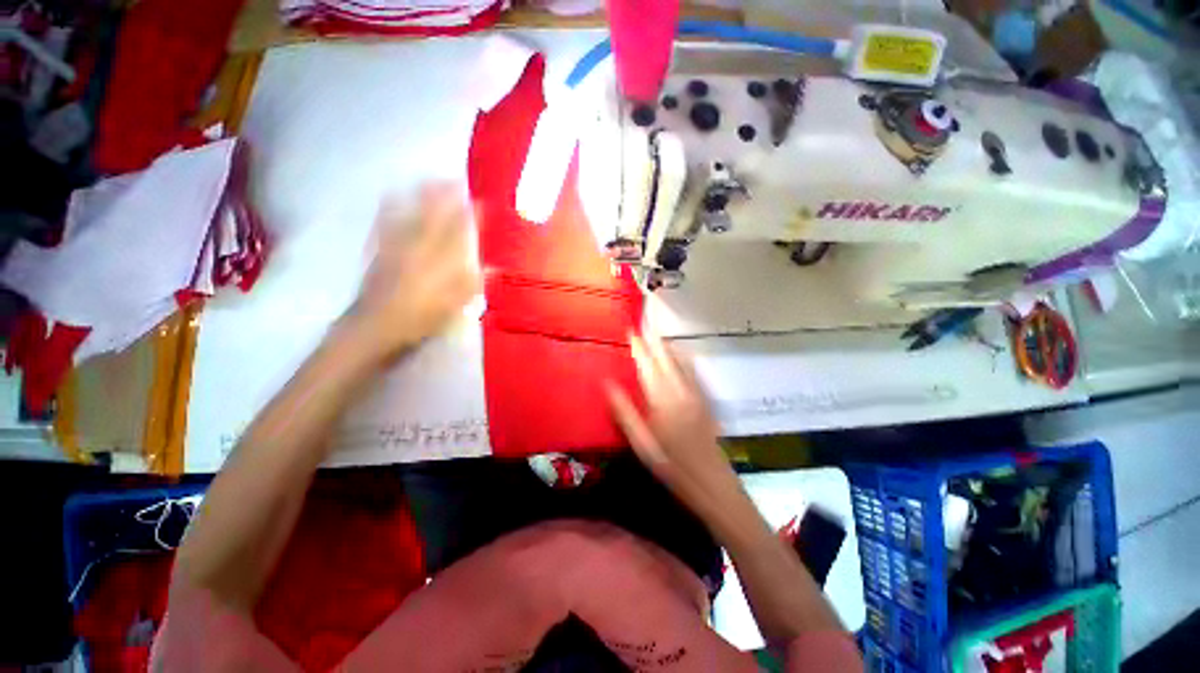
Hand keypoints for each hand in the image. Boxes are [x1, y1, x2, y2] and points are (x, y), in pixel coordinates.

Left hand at [347, 183, 480, 362]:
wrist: (377, 325)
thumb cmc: (421, 318)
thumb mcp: (454, 305)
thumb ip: (473, 284)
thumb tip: (494, 268)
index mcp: (440, 261)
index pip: (459, 231)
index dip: (470, 215)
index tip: (480, 201)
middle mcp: (419, 247)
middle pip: (433, 214)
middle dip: (444, 194)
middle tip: (454, 178)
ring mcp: (396, 245)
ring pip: (408, 212)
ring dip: (418, 193)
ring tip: (426, 177)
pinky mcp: (379, 249)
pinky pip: (384, 221)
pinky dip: (390, 206)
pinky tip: (392, 196)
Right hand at [605, 332, 739, 514]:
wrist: (713, 484)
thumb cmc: (673, 467)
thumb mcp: (642, 445)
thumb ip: (625, 412)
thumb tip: (606, 384)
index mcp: (663, 400)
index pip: (648, 365)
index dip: (639, 347)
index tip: (630, 330)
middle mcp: (681, 391)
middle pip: (666, 358)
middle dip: (654, 340)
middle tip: (644, 324)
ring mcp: (696, 394)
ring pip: (681, 362)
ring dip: (668, 346)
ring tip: (657, 334)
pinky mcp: (705, 401)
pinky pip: (693, 371)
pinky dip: (683, 358)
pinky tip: (681, 356)